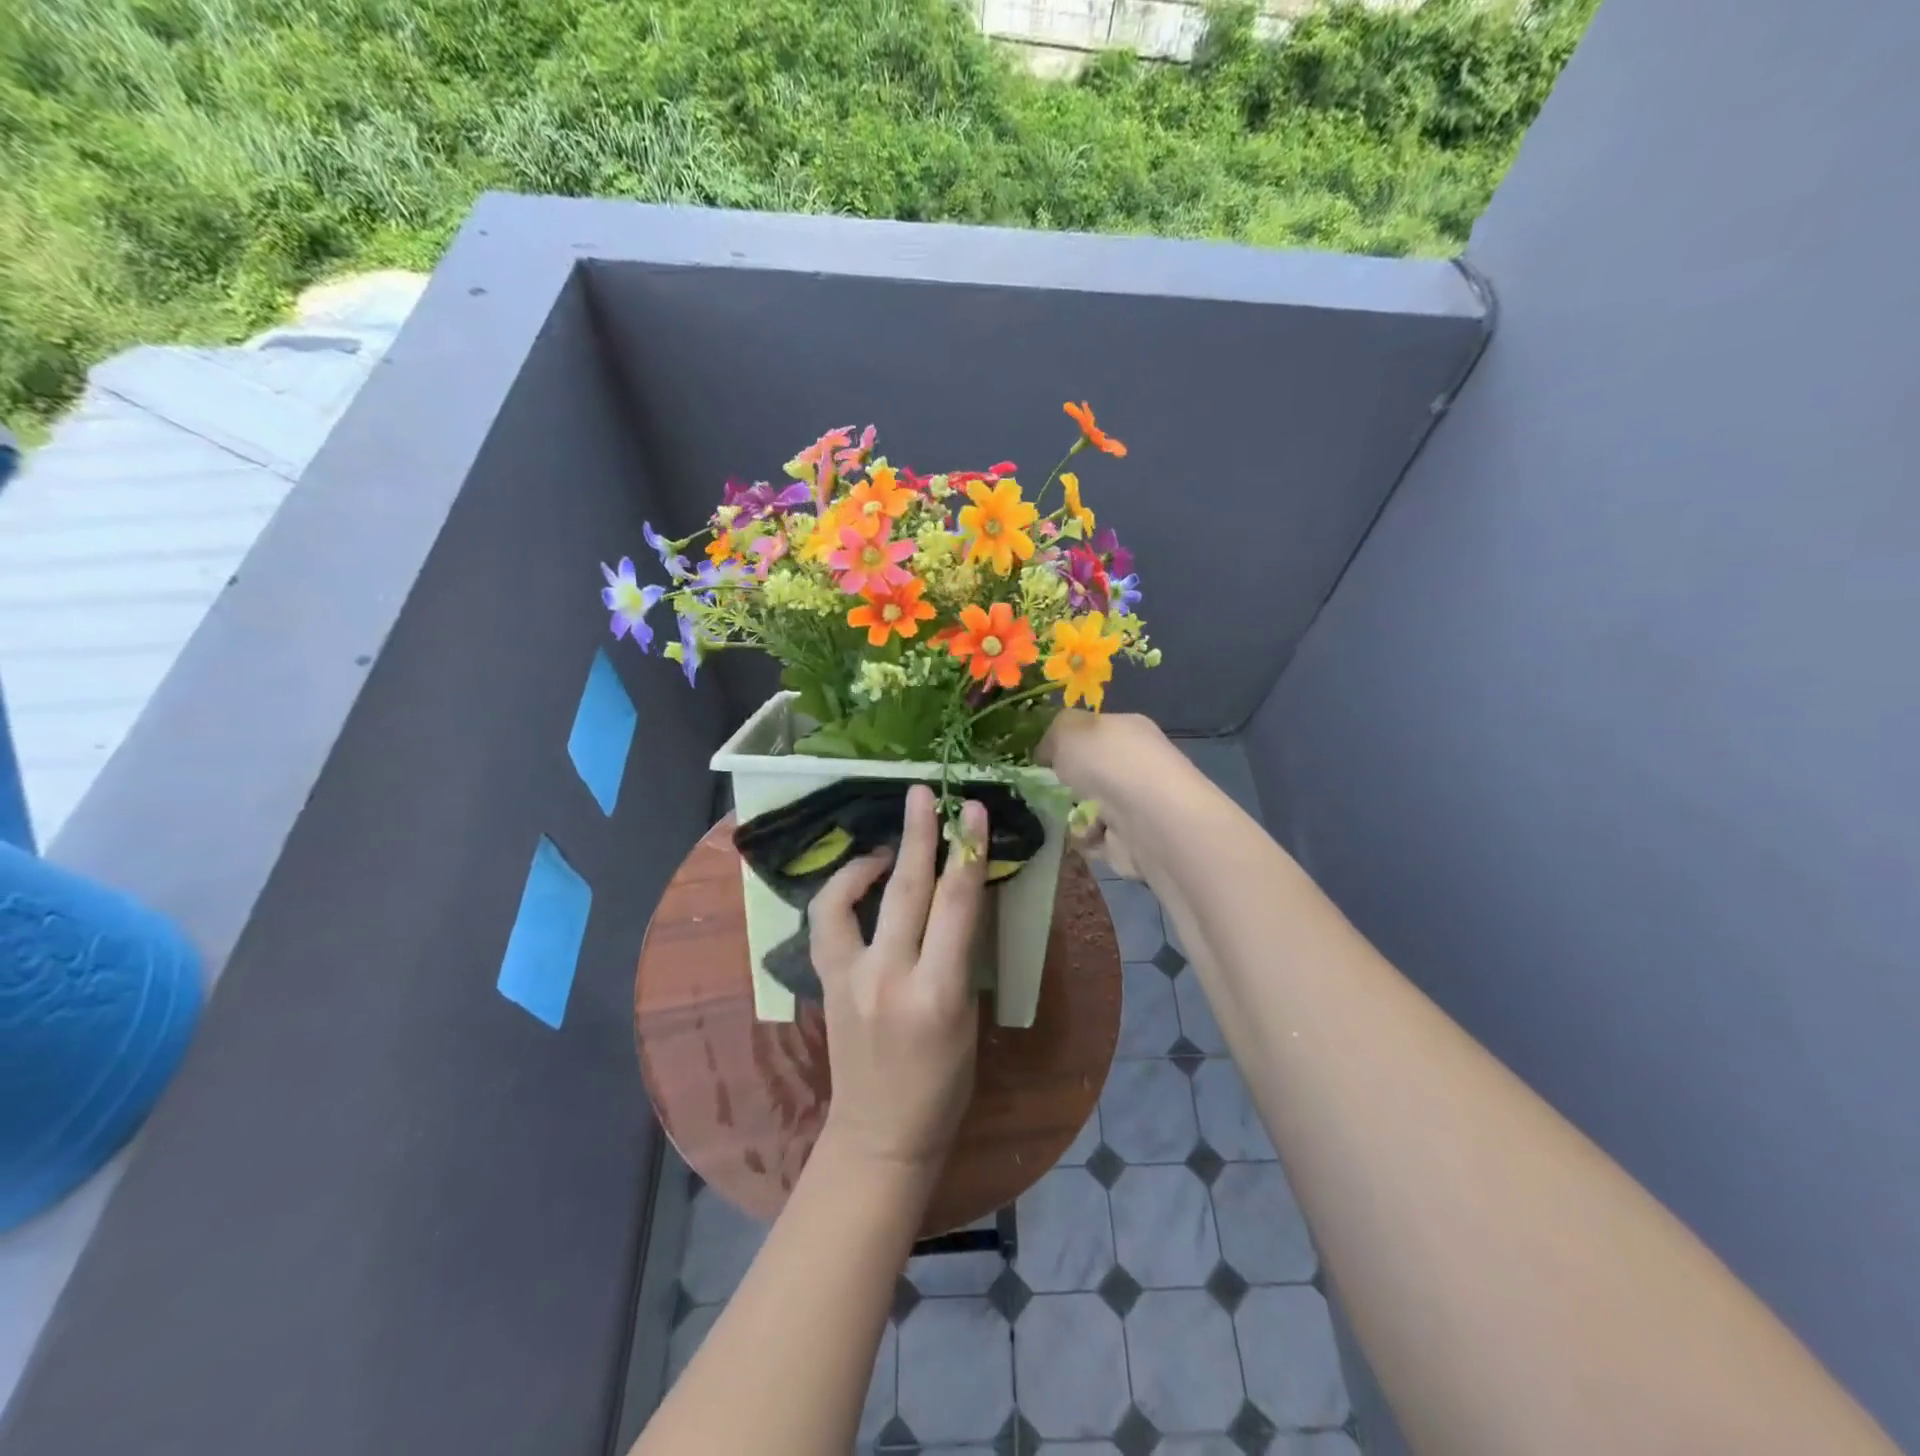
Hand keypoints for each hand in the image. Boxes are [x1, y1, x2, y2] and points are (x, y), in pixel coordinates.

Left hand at [809, 784, 988, 1175]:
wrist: (880, 1133)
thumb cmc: (943, 1084)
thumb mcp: (967, 1017)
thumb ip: (960, 954)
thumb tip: (961, 896)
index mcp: (938, 993)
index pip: (956, 906)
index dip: (967, 852)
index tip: (972, 810)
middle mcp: (889, 977)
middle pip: (906, 890)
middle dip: (919, 835)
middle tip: (924, 793)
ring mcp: (849, 978)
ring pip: (853, 898)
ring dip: (873, 858)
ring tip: (893, 840)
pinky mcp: (826, 981)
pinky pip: (828, 920)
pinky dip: (843, 890)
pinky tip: (863, 879)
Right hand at [1039, 710, 1176, 880]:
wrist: (1148, 819)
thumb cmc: (1108, 763)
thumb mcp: (1068, 729)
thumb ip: (1052, 734)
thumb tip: (1047, 752)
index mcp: (1127, 730)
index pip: (1094, 731)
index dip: (1066, 741)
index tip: (1040, 755)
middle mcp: (1136, 764)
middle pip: (1091, 772)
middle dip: (1066, 782)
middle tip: (1041, 788)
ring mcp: (1136, 804)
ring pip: (1090, 807)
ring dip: (1072, 814)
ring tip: (1060, 815)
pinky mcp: (1132, 840)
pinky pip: (1095, 839)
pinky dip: (1084, 839)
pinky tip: (1083, 835)